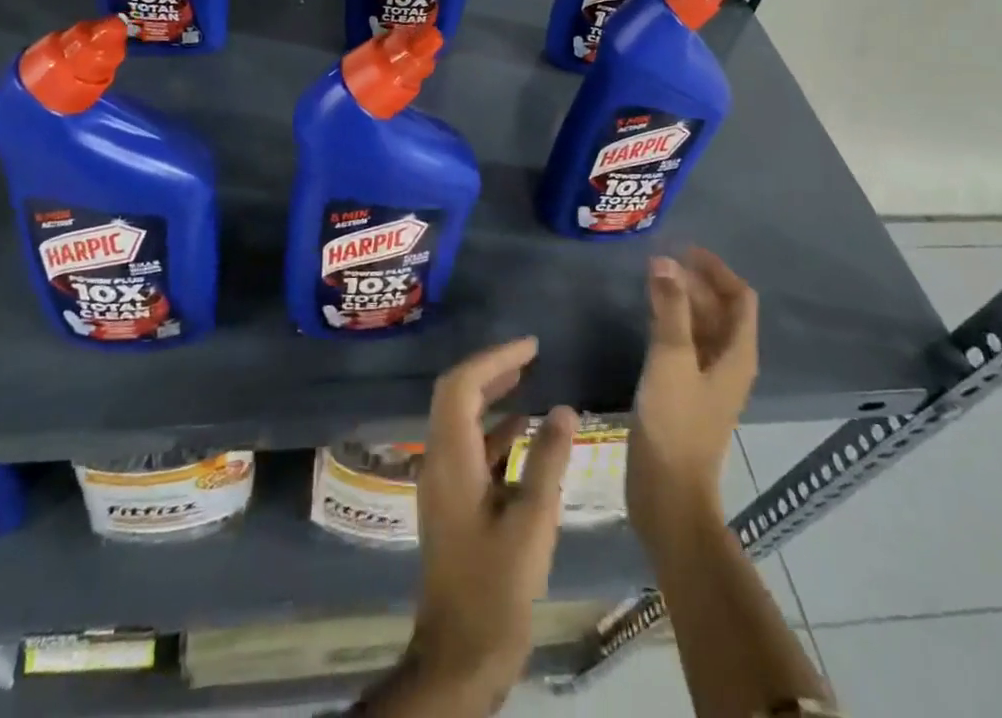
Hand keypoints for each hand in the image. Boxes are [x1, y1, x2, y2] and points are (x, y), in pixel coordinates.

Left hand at [410, 339, 576, 701]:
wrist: (459, 654)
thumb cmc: (496, 587)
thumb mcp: (532, 522)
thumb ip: (547, 461)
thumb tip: (564, 409)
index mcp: (450, 457)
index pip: (463, 385)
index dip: (495, 358)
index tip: (530, 346)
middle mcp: (438, 459)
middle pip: (456, 394)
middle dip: (491, 369)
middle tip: (528, 355)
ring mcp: (442, 481)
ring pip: (461, 419)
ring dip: (491, 396)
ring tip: (527, 379)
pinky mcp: (451, 501)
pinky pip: (468, 447)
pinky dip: (493, 430)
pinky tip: (522, 431)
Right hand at [627, 250, 758, 542]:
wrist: (668, 492)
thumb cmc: (674, 422)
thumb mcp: (671, 358)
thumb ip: (670, 308)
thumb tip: (665, 261)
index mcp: (737, 354)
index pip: (739, 297)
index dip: (716, 269)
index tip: (684, 248)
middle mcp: (729, 363)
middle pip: (721, 310)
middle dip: (695, 281)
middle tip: (659, 260)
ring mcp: (708, 380)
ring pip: (702, 327)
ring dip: (683, 300)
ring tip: (651, 279)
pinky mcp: (686, 393)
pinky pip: (686, 344)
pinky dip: (672, 322)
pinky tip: (647, 317)